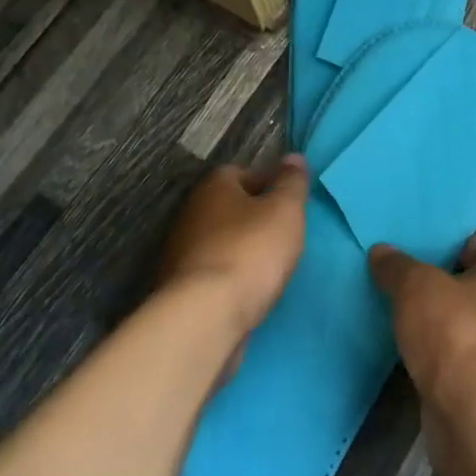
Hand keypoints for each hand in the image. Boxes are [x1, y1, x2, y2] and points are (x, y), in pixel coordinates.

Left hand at [158, 155, 307, 339]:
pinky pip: (215, 273)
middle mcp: (191, 213)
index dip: (269, 184)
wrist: (205, 317)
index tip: (290, 202)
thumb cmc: (250, 251)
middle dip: (255, 218)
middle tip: (284, 234)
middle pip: (230, 208)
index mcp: (213, 187)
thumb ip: (292, 183)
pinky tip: (251, 292)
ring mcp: (181, 253)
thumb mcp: (285, 210)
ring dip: (243, 250)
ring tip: (271, 267)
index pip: (242, 172)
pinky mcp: (181, 289)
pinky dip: (232, 278)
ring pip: (222, 242)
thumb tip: (293, 157)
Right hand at [368, 235, 475, 455]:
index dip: (451, 244)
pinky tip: (410, 355)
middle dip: (440, 285)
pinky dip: (438, 357)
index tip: (419, 250)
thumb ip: (397, 266)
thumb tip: (381, 251)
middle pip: (472, 286)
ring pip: (464, 325)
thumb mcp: (416, 286)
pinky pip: (458, 360)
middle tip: (402, 282)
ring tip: (400, 317)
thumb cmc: (454, 332)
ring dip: (438, 324)